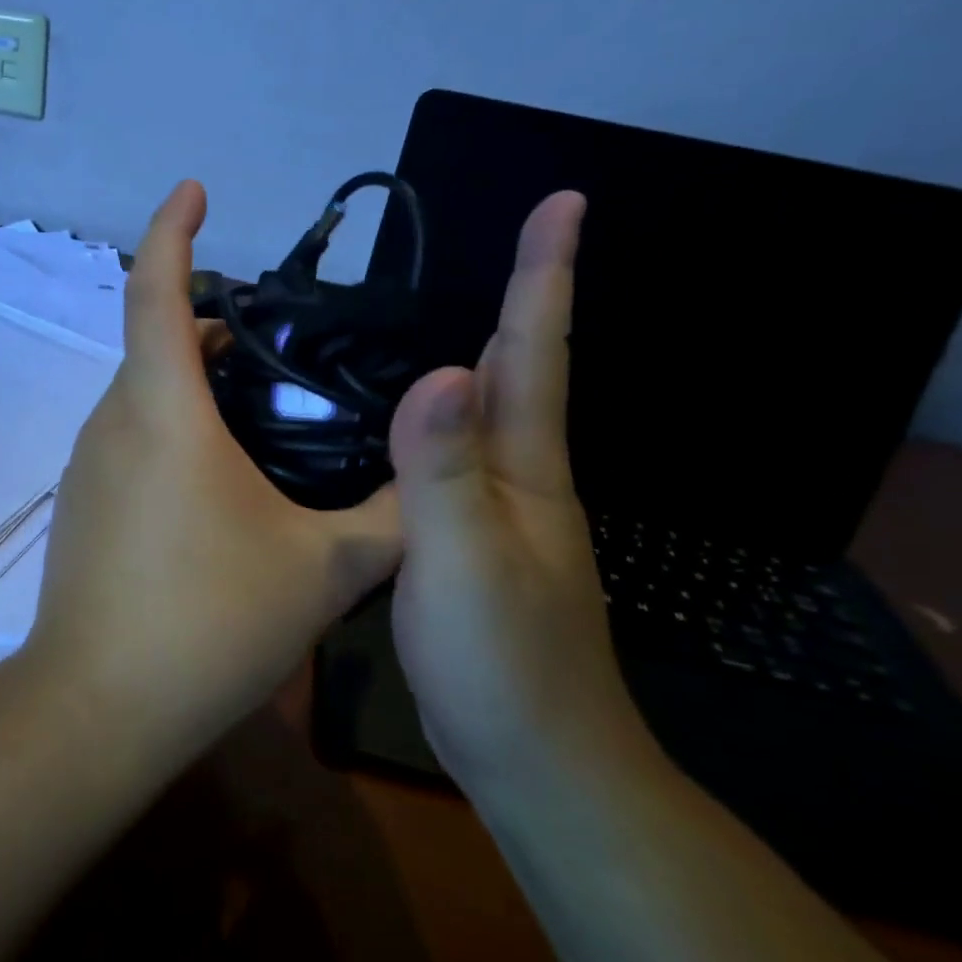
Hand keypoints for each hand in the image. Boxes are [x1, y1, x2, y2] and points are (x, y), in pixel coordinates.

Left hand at [27, 180, 401, 762]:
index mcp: (162, 408)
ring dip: (198, 382)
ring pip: (147, 393)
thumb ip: (389, 517)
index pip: (155, 289)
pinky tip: (224, 482)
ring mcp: (90, 463)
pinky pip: (133, 437)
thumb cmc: (206, 623)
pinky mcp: (84, 503)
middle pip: (159, 341)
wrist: (97, 707)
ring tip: (268, 413)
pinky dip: (176, 428)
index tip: (195, 190)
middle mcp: (114, 420)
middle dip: (216, 324)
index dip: (172, 228)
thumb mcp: (321, 570)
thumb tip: (435, 476)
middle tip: (286, 346)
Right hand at [388, 192, 649, 790]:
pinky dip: (433, 413)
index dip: (545, 275)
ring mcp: (495, 508)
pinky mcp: (464, 537)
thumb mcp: (464, 562)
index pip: (535, 351)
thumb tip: (440, 370)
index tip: (563, 202)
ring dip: (475, 349)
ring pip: (483, 409)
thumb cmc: (502, 662)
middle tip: (504, 235)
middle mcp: (518, 474)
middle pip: (520, 368)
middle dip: (520, 295)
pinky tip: (399, 414)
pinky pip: (450, 452)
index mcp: (524, 466)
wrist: (533, 760)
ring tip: (436, 307)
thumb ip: (446, 471)